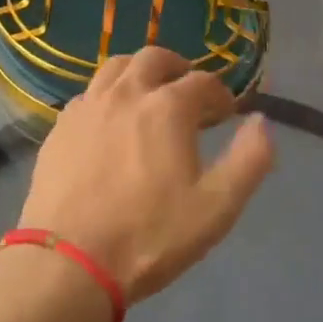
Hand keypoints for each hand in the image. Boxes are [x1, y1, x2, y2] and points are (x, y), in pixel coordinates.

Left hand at [19, 48, 273, 303]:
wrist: (69, 263)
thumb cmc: (149, 236)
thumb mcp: (216, 207)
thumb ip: (249, 160)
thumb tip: (262, 121)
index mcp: (167, 107)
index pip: (203, 82)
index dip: (220, 94)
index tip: (226, 113)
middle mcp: (126, 93)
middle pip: (155, 58)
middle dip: (178, 69)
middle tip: (188, 94)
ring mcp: (88, 106)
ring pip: (116, 67)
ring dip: (139, 73)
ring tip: (148, 96)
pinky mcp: (60, 126)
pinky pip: (89, 93)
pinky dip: (108, 95)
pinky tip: (110, 122)